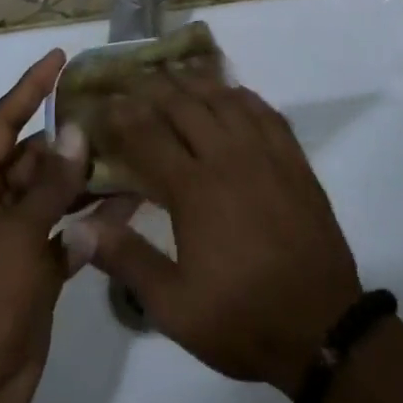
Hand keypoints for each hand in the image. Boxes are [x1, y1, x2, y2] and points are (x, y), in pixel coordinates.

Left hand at [0, 50, 115, 402]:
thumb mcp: (15, 238)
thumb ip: (50, 185)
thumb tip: (75, 133)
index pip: (2, 123)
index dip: (30, 88)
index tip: (60, 58)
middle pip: (34, 157)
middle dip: (70, 138)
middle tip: (113, 112)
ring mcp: (15, 238)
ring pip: (55, 194)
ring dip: (87, 178)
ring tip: (131, 150)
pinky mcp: (36, 269)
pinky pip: (67, 231)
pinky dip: (93, 220)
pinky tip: (131, 204)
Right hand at [75, 78, 361, 396]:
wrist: (322, 329)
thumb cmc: (241, 319)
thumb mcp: (174, 307)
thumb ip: (127, 260)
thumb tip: (80, 228)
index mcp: (195, 189)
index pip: (148, 136)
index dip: (123, 115)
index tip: (104, 101)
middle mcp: (228, 157)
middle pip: (185, 105)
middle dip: (155, 87)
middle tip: (134, 77)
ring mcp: (266, 154)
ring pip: (225, 99)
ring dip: (197, 83)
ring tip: (176, 73)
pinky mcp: (294, 160)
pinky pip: (265, 111)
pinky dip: (243, 95)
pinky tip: (232, 92)